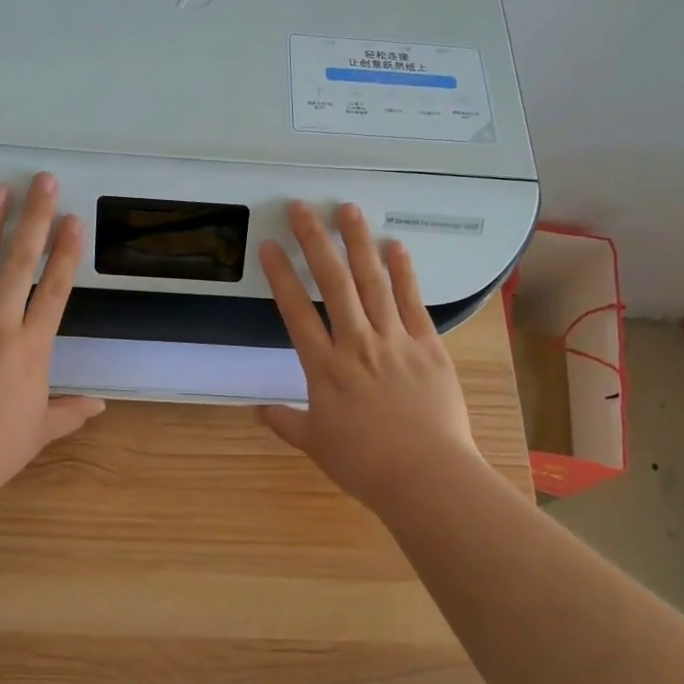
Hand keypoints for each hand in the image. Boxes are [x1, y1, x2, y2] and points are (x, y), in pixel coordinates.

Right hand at [257, 201, 483, 509]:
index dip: (281, 275)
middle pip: (333, 283)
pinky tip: (395, 245)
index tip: (269, 246)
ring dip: (358, 243)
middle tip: (302, 208)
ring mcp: (394, 340)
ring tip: (347, 209)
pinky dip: (404, 272)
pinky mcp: (427, 345)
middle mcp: (356, 343)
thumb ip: (286, 422)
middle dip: (315, 241)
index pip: (296, 311)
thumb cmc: (365, 464)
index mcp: (324, 367)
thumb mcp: (316, 444)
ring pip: (372, 282)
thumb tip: (256, 411)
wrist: (426, 476)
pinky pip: (413, 302)